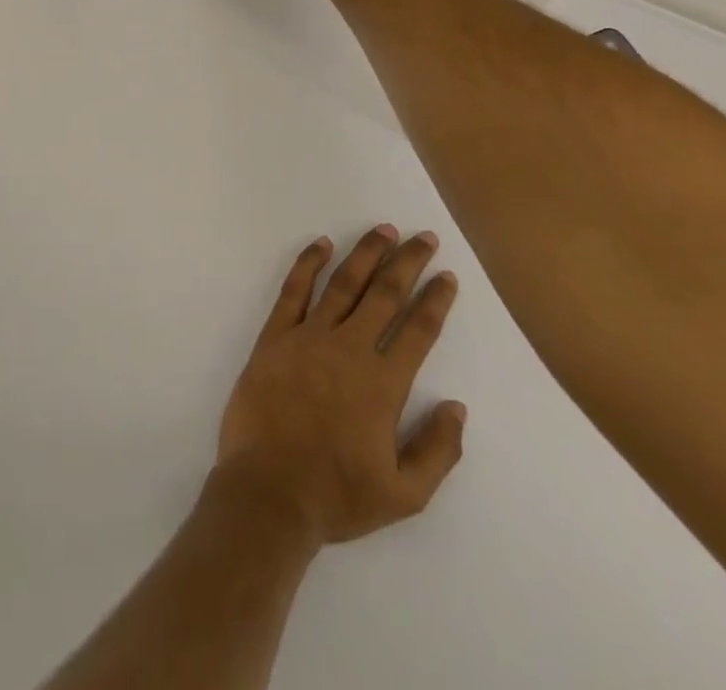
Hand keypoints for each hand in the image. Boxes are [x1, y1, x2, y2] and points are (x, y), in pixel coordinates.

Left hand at [215, 227, 465, 547]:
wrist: (269, 491)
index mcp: (383, 384)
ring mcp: (308, 337)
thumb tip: (456, 407)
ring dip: (366, 254)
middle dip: (408, 262)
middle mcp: (349, 349)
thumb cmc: (337, 495)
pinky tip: (321, 244)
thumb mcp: (405, 494)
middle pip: (385, 294)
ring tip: (383, 230)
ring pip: (343, 283)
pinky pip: (293, 290)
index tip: (447, 275)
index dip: (435, 300)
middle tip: (423, 237)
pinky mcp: (275, 336)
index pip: (419, 330)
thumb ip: (438, 450)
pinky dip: (308, 263)